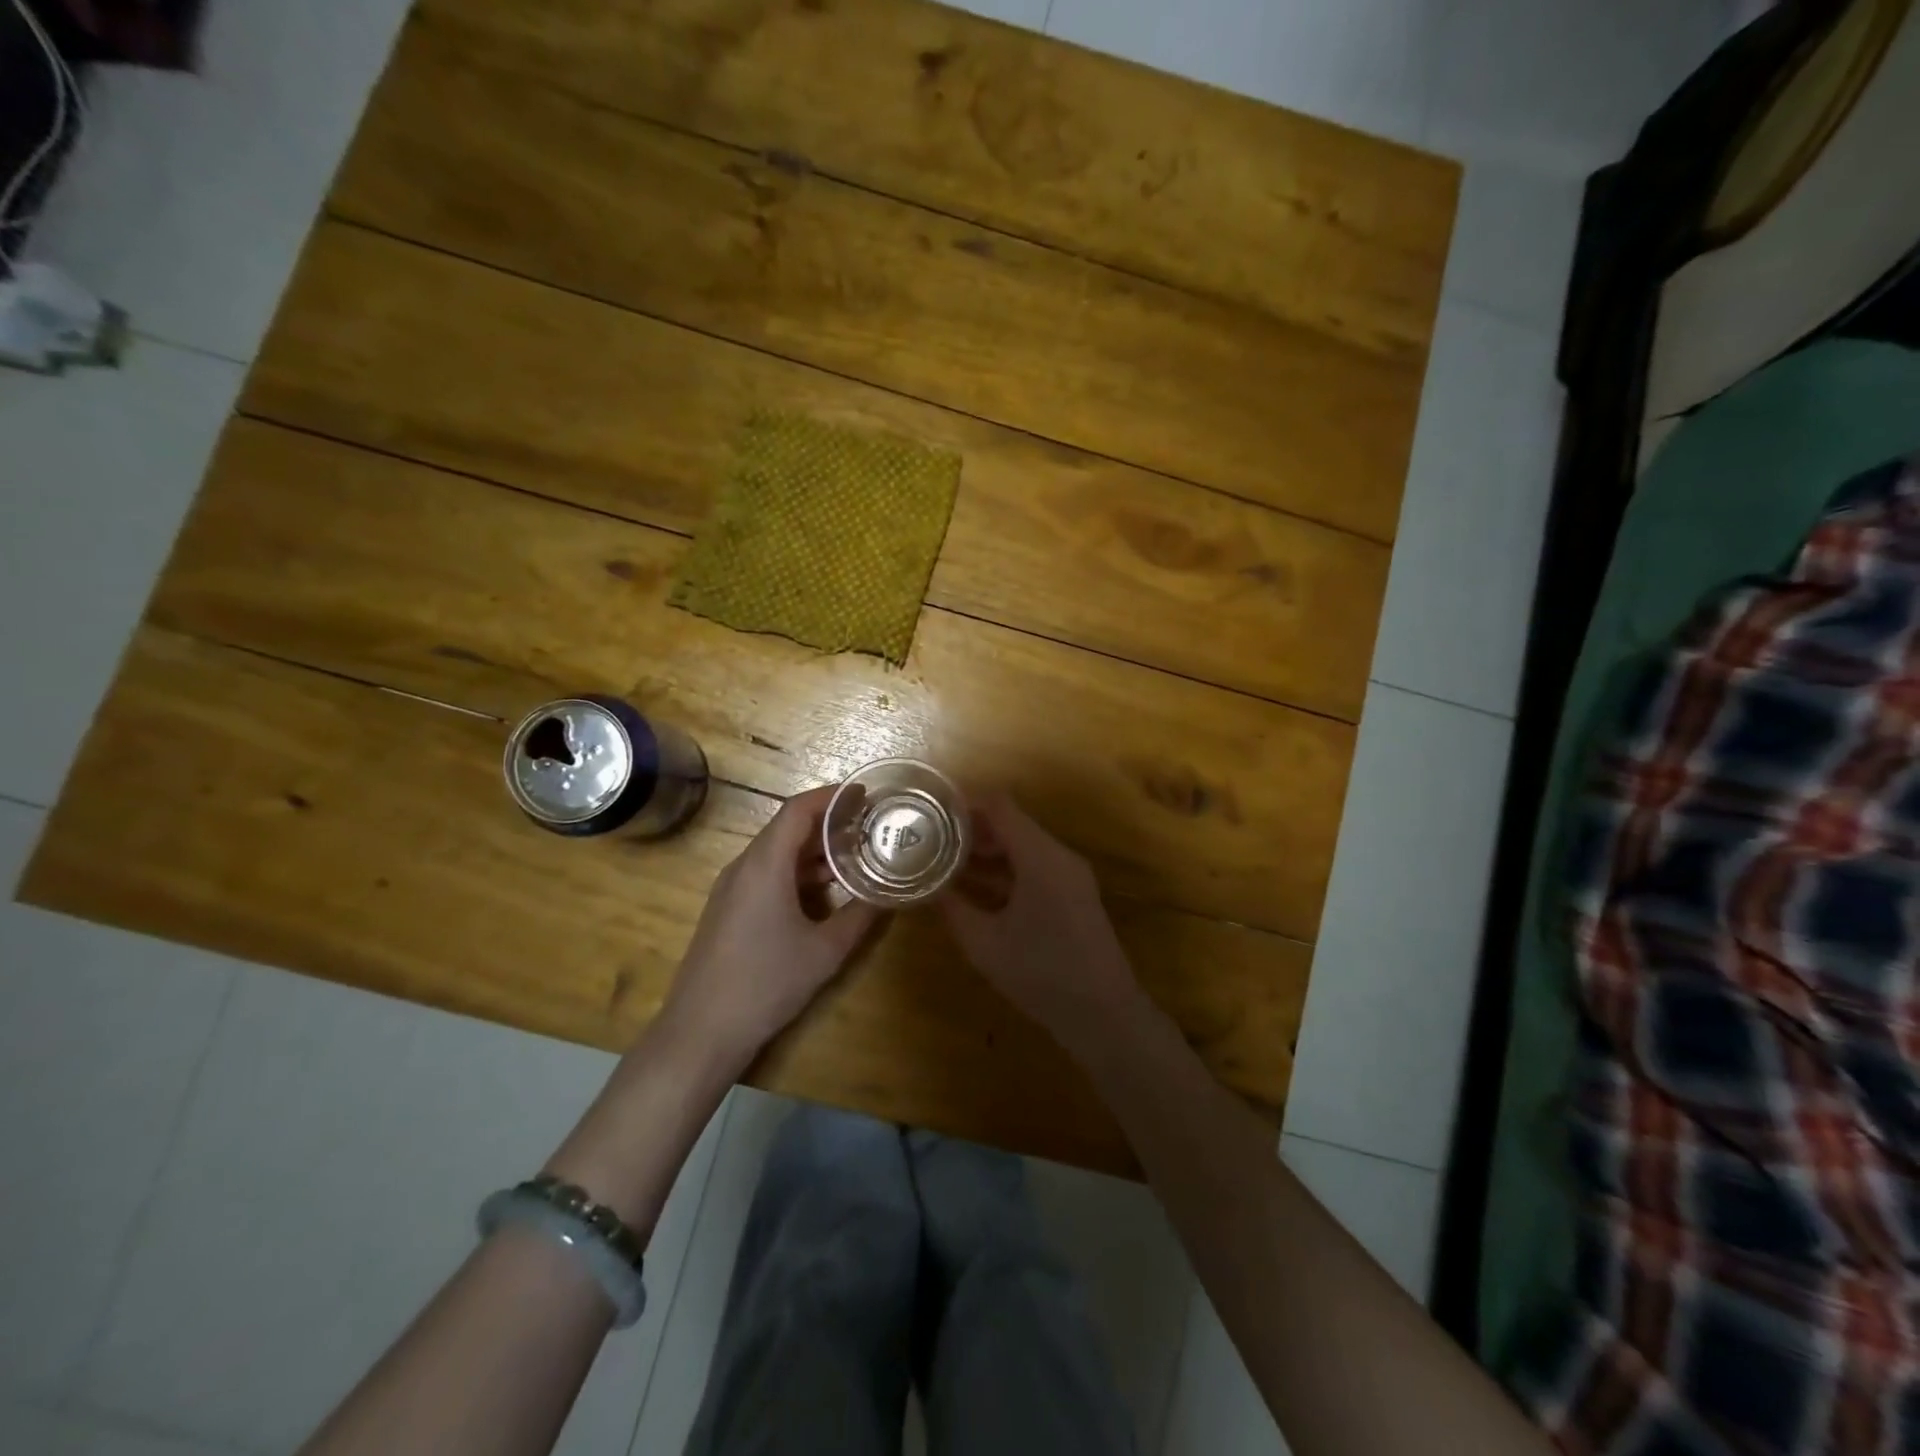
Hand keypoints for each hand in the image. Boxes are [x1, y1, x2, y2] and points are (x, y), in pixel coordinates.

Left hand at [660, 785, 880, 1071]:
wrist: (701, 1031)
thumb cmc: (766, 984)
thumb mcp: (825, 952)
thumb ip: (860, 917)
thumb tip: (888, 896)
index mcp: (765, 865)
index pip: (798, 810)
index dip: (832, 797)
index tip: (864, 795)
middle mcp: (744, 866)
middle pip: (787, 828)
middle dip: (829, 822)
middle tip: (868, 826)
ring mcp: (731, 888)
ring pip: (777, 852)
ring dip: (814, 849)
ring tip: (854, 855)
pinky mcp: (728, 909)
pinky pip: (766, 873)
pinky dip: (797, 871)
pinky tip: (824, 890)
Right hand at [939, 792, 1143, 1043]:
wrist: (1103, 1014)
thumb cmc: (1040, 974)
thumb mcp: (984, 943)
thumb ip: (954, 909)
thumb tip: (929, 889)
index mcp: (1040, 857)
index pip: (1000, 807)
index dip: (965, 803)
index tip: (932, 810)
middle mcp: (1059, 856)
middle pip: (1012, 823)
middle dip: (972, 829)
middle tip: (932, 838)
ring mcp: (1071, 875)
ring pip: (1024, 846)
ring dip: (989, 851)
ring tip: (947, 861)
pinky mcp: (1074, 894)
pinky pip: (1035, 866)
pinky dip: (1006, 869)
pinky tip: (977, 887)